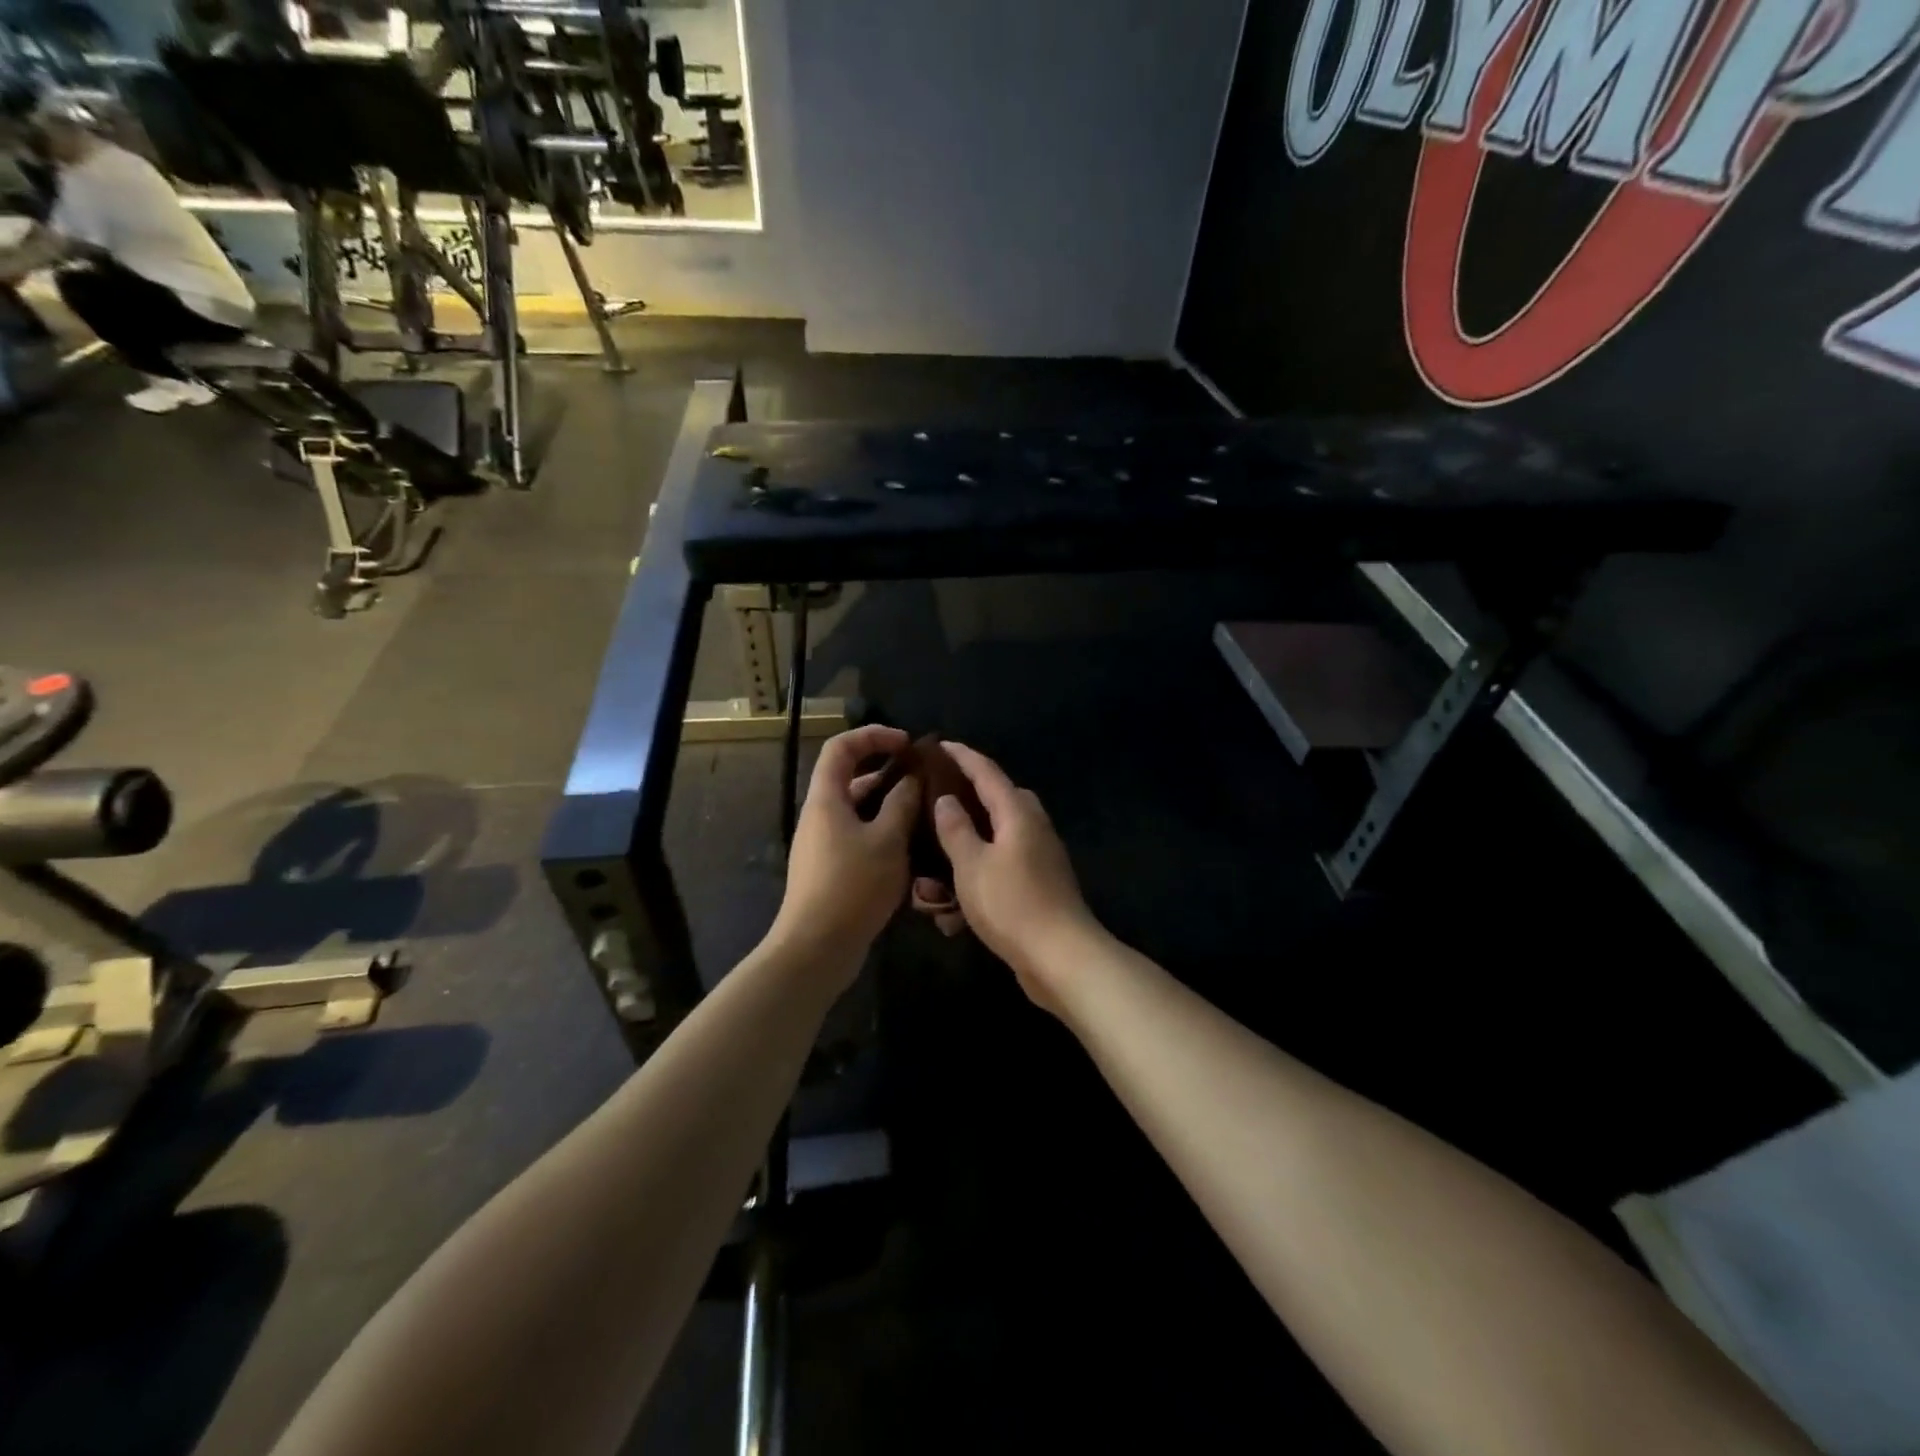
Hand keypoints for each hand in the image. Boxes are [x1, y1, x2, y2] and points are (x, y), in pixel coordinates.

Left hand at [771, 725, 919, 981]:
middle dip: (888, 772)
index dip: (873, 735)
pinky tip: (913, 848)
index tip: (907, 743)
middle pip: (851, 778)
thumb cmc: (852, 886)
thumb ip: (902, 803)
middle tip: (924, 780)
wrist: (817, 947)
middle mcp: (821, 816)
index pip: (842, 747)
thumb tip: (912, 778)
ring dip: (891, 806)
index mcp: (826, 799)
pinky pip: (860, 836)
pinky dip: (885, 832)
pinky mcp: (832, 869)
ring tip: (927, 813)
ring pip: (860, 811)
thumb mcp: (888, 840)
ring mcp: (824, 844)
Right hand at [920, 743, 1101, 1011]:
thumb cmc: (1012, 904)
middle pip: (995, 802)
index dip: (962, 756)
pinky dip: (977, 882)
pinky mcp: (1039, 885)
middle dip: (964, 805)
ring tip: (932, 877)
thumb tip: (947, 799)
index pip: (986, 771)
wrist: (1061, 957)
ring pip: (995, 841)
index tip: (939, 745)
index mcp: (1017, 812)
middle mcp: (1032, 827)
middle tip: (933, 809)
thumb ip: (955, 828)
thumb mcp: (971, 865)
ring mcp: (1040, 857)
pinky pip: (1001, 870)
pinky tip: (952, 912)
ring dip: (965, 855)